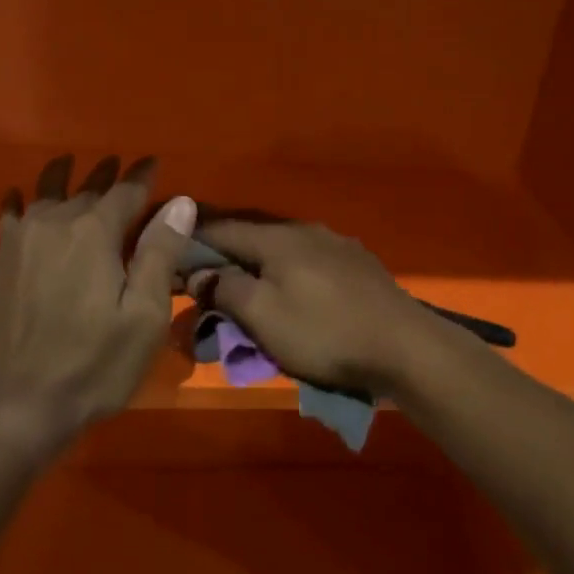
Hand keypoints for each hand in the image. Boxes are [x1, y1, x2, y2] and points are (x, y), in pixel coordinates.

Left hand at [0, 154, 195, 448]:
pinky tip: (15, 197)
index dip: (142, 176)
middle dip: (105, 176)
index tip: (153, 162)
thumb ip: (159, 254)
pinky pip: (9, 219)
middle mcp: (54, 226)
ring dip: (61, 178)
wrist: (11, 407)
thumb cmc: (92, 366)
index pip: (125, 192)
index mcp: (94, 234)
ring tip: (68, 162)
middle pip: (84, 190)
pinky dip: (16, 203)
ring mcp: (18, 244)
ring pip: (43, 197)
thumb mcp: (143, 316)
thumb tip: (179, 203)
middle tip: (117, 163)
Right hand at [192, 221, 444, 394]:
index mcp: (277, 238)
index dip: (191, 240)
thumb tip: (199, 272)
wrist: (405, 346)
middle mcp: (306, 230)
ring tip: (245, 286)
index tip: (168, 253)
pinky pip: (309, 260)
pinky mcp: (359, 264)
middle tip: (202, 276)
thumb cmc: (325, 333)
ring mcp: (337, 244)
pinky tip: (291, 289)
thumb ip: (225, 289)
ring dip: (258, 264)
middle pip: (252, 235)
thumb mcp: (263, 316)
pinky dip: (288, 271)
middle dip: (224, 254)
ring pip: (282, 248)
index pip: (221, 227)